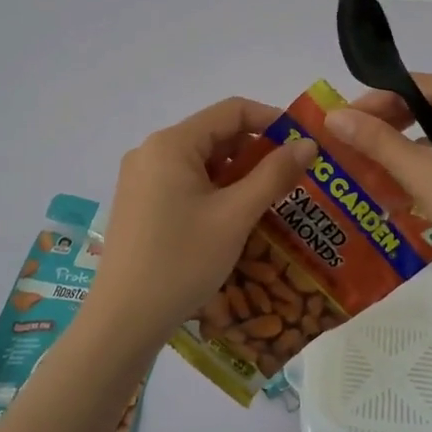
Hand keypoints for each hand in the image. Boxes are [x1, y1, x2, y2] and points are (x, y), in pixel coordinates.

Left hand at [82, 98, 318, 355]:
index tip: (304, 144)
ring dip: (237, 175)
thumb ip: (274, 175)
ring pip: (201, 162)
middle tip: (294, 178)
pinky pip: (185, 183)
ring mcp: (141, 179)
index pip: (231, 111)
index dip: (272, 120)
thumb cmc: (182, 261)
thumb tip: (308, 144)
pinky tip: (236, 218)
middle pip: (215, 135)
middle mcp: (151, 152)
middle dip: (257, 152)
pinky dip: (214, 192)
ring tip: (272, 201)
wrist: (123, 320)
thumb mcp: (235, 216)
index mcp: (171, 144)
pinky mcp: (139, 203)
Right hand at [325, 75, 431, 297]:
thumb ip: (378, 142)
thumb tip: (334, 114)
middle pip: (430, 106)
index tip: (341, 124)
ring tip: (378, 175)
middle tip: (355, 150)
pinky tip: (414, 191)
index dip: (373, 103)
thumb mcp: (423, 175)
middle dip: (390, 128)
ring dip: (411, 150)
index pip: (413, 86)